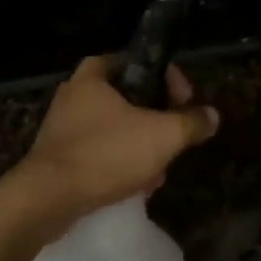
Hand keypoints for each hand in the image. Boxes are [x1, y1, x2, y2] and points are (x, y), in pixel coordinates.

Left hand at [8, 56, 219, 230]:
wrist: (47, 199)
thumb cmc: (106, 154)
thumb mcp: (162, 136)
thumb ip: (191, 122)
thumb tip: (212, 115)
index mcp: (95, 73)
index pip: (141, 61)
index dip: (170, 81)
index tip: (186, 104)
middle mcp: (75, 92)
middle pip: (130, 97)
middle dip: (157, 120)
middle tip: (174, 140)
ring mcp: (63, 124)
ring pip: (115, 127)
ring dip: (140, 146)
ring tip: (157, 171)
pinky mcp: (58, 154)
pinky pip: (99, 150)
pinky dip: (118, 163)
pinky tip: (134, 186)